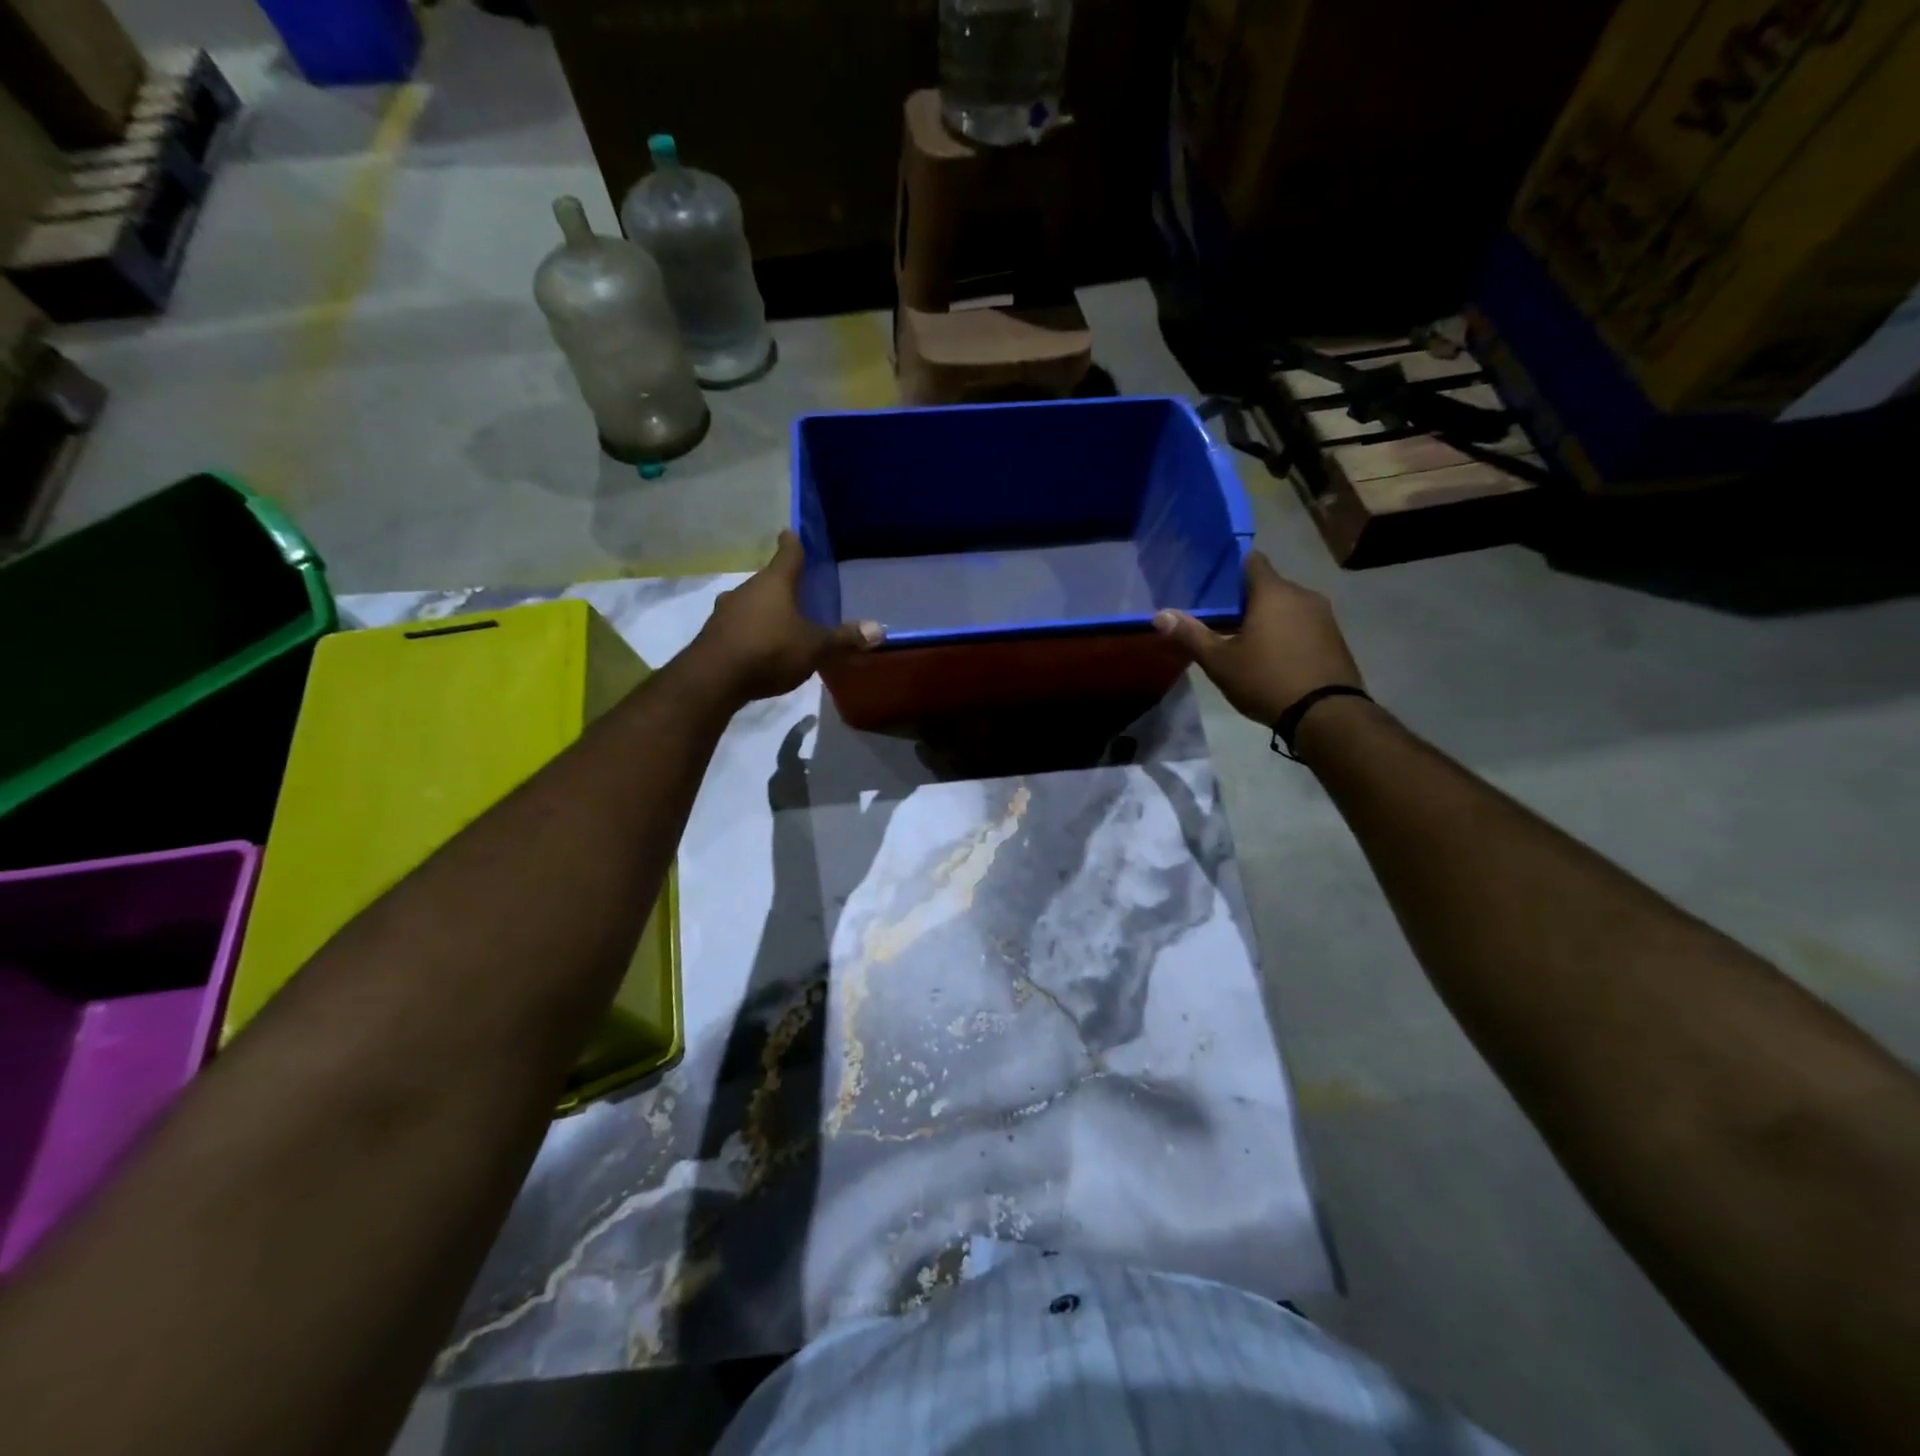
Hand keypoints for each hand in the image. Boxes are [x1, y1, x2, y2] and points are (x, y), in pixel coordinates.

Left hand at [692, 530, 882, 703]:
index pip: (787, 553)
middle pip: (767, 581)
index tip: (789, 531)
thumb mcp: (815, 647)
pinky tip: (758, 647)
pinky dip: (749, 632)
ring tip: (779, 622)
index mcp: (774, 583)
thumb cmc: (769, 651)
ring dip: (763, 610)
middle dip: (781, 585)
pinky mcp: (713, 636)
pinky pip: (737, 627)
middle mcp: (747, 590)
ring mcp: (725, 612)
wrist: (713, 679)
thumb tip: (880, 630)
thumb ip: (844, 639)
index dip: (792, 543)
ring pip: (750, 604)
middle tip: (796, 591)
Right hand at [1153, 552, 1362, 726]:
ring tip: (1246, 640)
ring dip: (1268, 617)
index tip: (1214, 585)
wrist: (1326, 714)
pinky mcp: (1335, 637)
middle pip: (1269, 585)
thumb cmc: (1266, 680)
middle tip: (1222, 620)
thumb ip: (1191, 634)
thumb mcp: (1220, 661)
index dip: (1231, 569)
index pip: (1252, 560)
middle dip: (1247, 599)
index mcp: (1273, 592)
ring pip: (1287, 605)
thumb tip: (1160, 615)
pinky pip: (1303, 623)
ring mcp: (1323, 615)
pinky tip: (1273, 655)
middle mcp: (1302, 594)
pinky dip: (1287, 631)